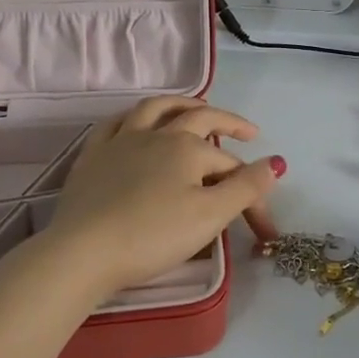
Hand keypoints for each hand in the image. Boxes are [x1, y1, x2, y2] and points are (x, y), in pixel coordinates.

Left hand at [45, 96, 282, 298]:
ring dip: (182, 104)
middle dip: (228, 122)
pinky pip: (115, 124)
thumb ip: (246, 187)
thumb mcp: (210, 216)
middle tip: (248, 131)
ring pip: (156, 109)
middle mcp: (158, 134)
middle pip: (200, 119)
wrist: (83, 252)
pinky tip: (137, 123)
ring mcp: (121, 141)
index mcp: (189, 148)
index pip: (232, 168)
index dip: (252, 195)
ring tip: (197, 107)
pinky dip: (134, 118)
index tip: (263, 230)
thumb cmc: (153, 235)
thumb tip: (276, 162)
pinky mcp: (93, 156)